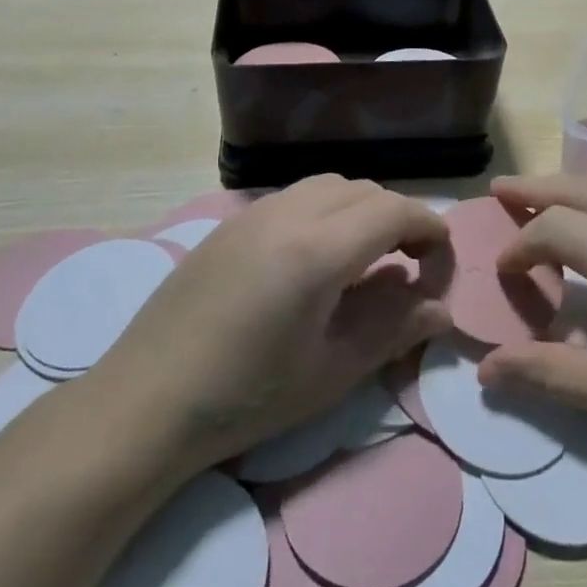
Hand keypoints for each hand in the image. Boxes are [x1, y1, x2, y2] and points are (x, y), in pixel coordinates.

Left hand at [87, 177, 453, 471]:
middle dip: (399, 218)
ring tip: (364, 259)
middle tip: (408, 266)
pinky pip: (296, 197)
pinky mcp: (231, 223)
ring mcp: (255, 213)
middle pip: (365, 190)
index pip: (395, 211)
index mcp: (318, 249)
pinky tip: (315, 259)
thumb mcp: (331, 371)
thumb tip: (441, 309)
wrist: (145, 401)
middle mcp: (289, 213)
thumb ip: (393, 330)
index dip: (430, 230)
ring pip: (330, 186)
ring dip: (361, 210)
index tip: (440, 265)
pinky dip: (326, 212)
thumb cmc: (246, 396)